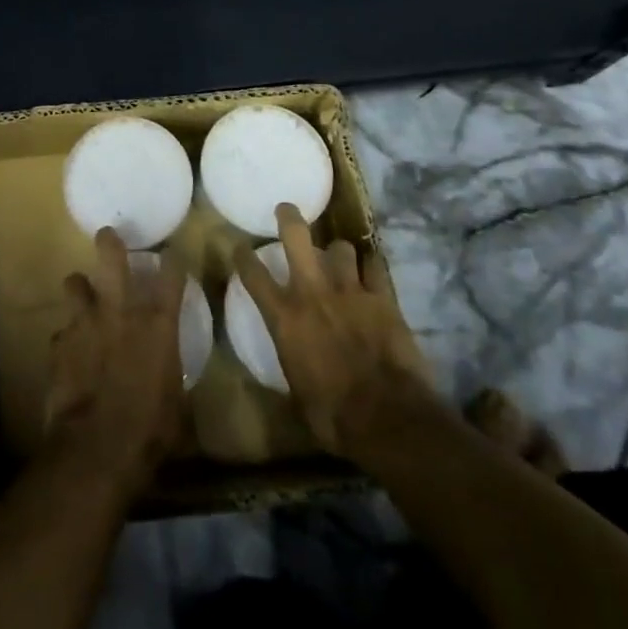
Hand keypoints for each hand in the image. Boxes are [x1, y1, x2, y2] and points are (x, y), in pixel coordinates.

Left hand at [45, 228, 187, 494]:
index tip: (172, 256)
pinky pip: (62, 332)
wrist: (97, 449)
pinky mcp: (59, 344)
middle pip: (112, 258)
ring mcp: (85, 323)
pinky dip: (67, 340)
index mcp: (159, 325)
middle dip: (109, 243)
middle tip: (107, 236)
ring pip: (74, 283)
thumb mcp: (176, 404)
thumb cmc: (150, 431)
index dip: (172, 262)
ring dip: (79, 288)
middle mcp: (121, 312)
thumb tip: (168, 376)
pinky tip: (69, 354)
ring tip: (81, 296)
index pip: (171, 276)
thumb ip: (170, 376)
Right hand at [234, 204, 435, 458]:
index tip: (238, 245)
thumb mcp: (296, 396)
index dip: (242, 255)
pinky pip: (375, 267)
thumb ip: (288, 370)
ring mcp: (350, 290)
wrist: (388, 418)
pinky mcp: (383, 297)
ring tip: (339, 258)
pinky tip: (371, 272)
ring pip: (341, 247)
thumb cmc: (333, 416)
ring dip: (338, 252)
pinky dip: (371, 268)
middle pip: (296, 236)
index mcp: (284, 317)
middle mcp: (312, 292)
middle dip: (289, 218)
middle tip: (286, 210)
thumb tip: (281, 374)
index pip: (252, 274)